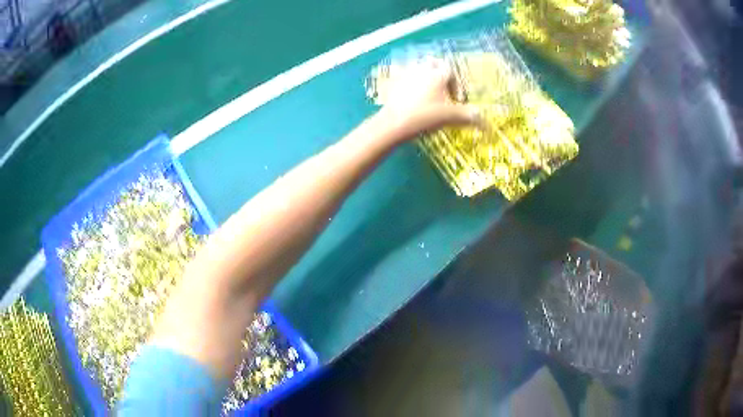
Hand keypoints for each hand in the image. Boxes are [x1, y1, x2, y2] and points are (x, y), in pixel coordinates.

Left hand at [377, 59, 481, 142]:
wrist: (394, 123)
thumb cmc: (425, 116)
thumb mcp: (451, 117)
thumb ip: (469, 116)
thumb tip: (484, 120)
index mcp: (437, 74)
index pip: (450, 70)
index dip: (456, 84)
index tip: (455, 99)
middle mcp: (422, 69)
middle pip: (432, 62)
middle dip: (439, 72)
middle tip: (441, 88)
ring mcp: (405, 74)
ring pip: (417, 67)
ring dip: (424, 76)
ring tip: (427, 94)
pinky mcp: (392, 82)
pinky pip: (402, 76)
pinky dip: (409, 83)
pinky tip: (411, 98)